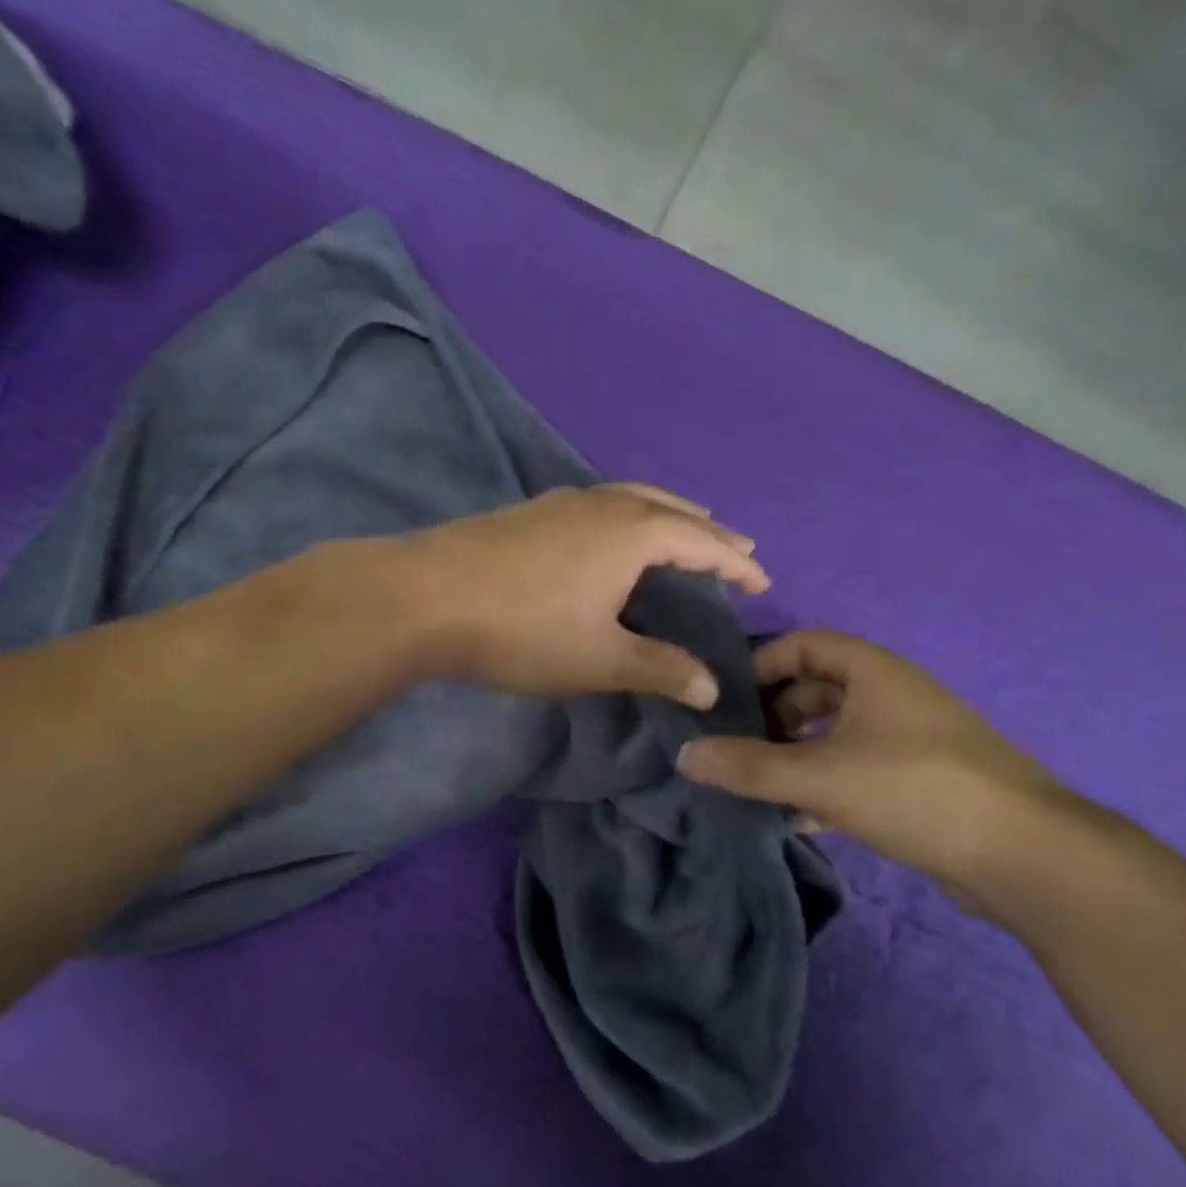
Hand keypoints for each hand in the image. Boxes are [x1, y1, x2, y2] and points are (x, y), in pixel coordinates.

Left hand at [396, 484, 768, 708]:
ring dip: (665, 515)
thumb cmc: (522, 630)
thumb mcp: (599, 658)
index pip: (702, 542)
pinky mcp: (528, 511)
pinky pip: (598, 504)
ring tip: (683, 532)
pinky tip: (611, 536)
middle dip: (707, 531)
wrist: (423, 597)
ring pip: (630, 499)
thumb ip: (659, 668)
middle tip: (734, 548)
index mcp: (631, 533)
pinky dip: (626, 515)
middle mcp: (602, 505)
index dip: (736, 563)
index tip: (762, 579)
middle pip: (670, 509)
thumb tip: (710, 687)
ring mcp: (560, 502)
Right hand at [676, 630, 1081, 900]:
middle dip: (772, 715)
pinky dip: (825, 782)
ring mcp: (911, 738)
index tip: (724, 697)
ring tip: (757, 782)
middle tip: (734, 745)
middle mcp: (892, 694)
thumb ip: (748, 767)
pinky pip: (858, 767)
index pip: (802, 644)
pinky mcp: (922, 780)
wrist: (1026, 855)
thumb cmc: (915, 789)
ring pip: (836, 732)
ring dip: (796, 753)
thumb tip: (684, 755)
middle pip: (816, 689)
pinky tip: (800, 817)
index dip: (759, 664)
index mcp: (872, 671)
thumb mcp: (820, 776)